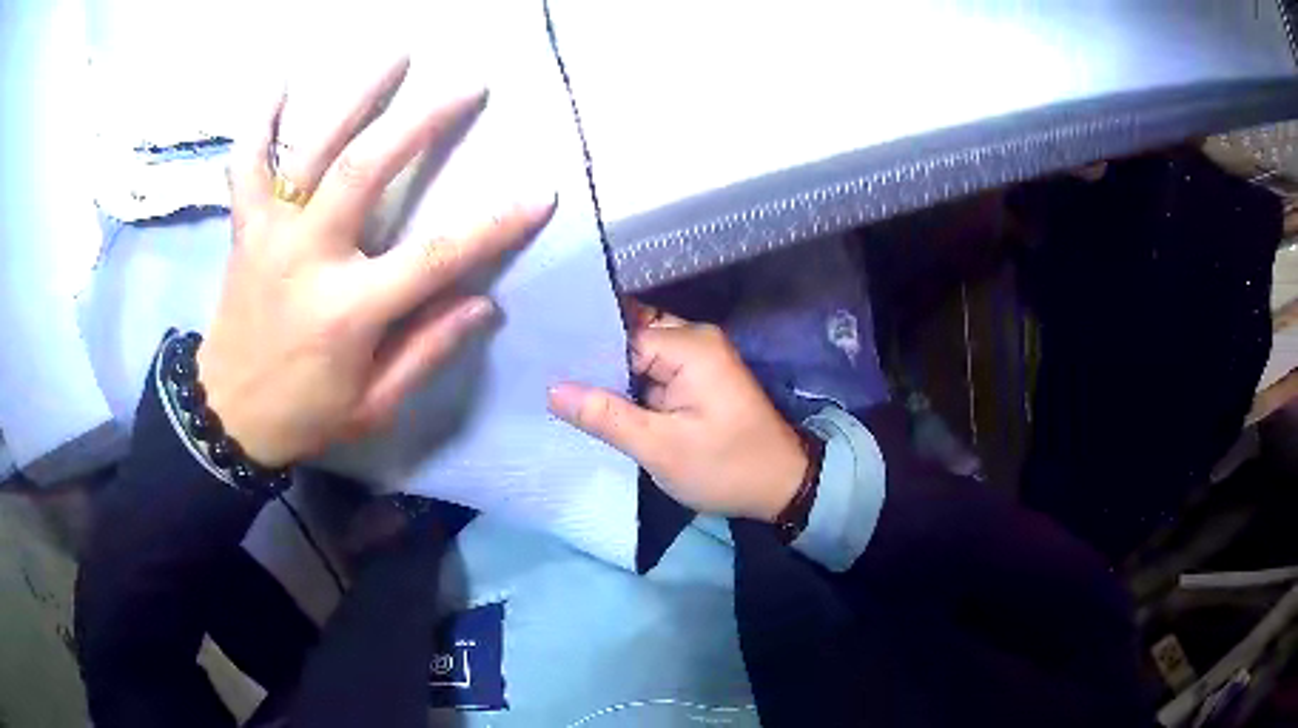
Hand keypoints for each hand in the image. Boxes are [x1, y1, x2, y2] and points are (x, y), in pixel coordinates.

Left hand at [199, 57, 554, 466]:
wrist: (226, 417)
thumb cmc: (304, 415)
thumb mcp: (373, 406)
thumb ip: (426, 353)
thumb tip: (484, 304)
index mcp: (347, 311)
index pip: (433, 258)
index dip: (493, 225)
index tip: (540, 194)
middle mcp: (307, 258)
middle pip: (366, 170)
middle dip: (422, 122)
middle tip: (468, 86)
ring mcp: (270, 235)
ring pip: (312, 150)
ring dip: (357, 97)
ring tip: (398, 55)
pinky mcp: (245, 229)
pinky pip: (247, 164)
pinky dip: (261, 121)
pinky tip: (282, 84)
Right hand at [548, 309, 807, 521]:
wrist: (781, 486)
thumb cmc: (726, 467)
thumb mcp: (661, 448)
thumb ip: (606, 416)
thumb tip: (554, 389)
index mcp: (690, 346)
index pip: (620, 333)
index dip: (582, 349)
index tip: (540, 360)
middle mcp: (694, 340)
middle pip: (629, 337)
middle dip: (591, 356)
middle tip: (541, 370)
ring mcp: (697, 359)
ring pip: (638, 355)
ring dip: (607, 372)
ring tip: (556, 382)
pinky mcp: (696, 379)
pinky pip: (652, 371)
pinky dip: (627, 384)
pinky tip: (592, 398)